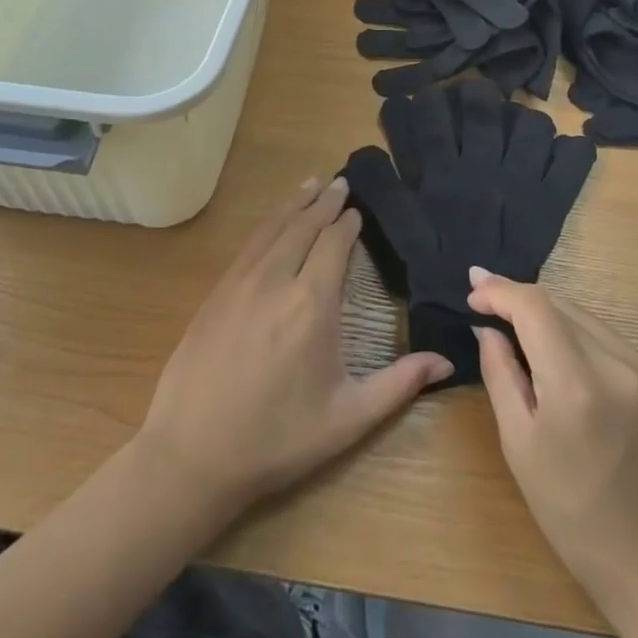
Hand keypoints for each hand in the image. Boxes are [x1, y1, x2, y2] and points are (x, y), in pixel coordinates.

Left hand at [136, 178, 452, 522]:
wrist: (191, 455)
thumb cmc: (276, 439)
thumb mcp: (346, 418)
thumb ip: (399, 384)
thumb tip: (446, 361)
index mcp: (313, 304)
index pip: (334, 244)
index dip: (348, 223)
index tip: (358, 210)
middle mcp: (277, 280)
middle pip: (304, 226)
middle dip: (325, 202)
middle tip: (340, 182)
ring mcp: (241, 282)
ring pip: (273, 227)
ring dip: (295, 203)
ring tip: (312, 183)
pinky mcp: (216, 292)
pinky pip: (249, 244)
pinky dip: (268, 222)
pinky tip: (273, 221)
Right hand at [469, 267, 637, 615]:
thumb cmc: (575, 517)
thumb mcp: (521, 448)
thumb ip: (501, 376)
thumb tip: (488, 329)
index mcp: (577, 384)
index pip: (534, 306)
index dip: (500, 290)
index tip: (472, 289)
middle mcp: (616, 363)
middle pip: (559, 304)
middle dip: (518, 296)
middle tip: (482, 297)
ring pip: (583, 316)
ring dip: (546, 311)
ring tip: (511, 318)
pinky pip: (605, 336)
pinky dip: (573, 330)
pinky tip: (554, 345)